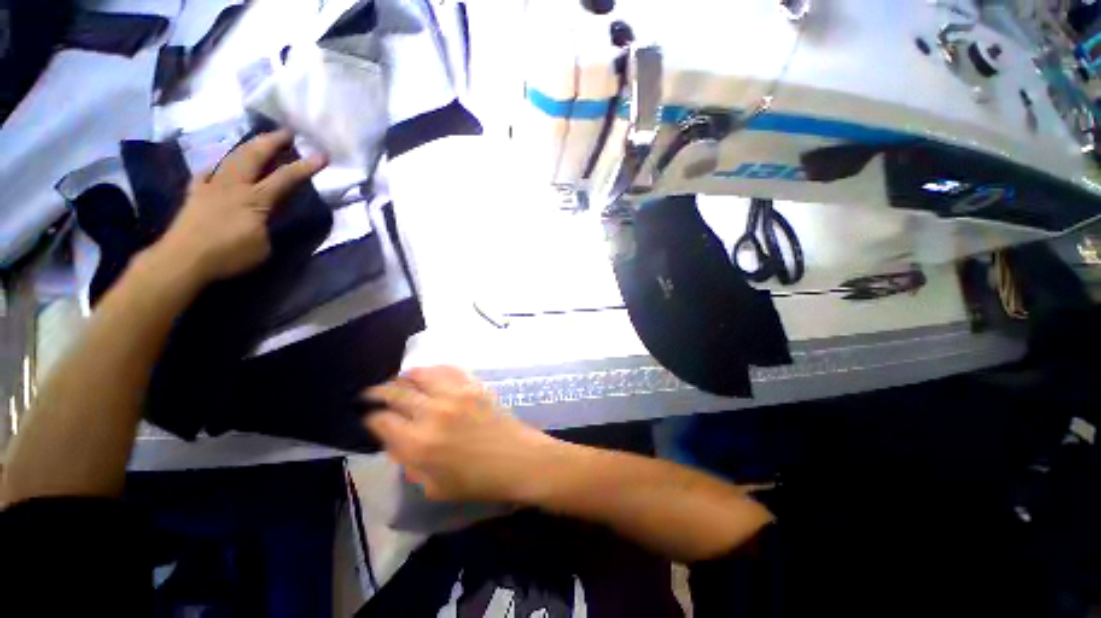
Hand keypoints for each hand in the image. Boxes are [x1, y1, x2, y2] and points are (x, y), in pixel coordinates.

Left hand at [155, 130, 326, 283]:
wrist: (182, 259)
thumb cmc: (228, 255)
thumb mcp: (263, 246)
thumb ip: (268, 226)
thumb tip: (266, 217)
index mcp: (255, 200)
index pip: (285, 178)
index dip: (305, 166)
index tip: (322, 155)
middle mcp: (233, 185)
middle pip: (253, 156)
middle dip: (272, 141)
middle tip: (286, 132)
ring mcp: (211, 186)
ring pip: (231, 158)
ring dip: (247, 147)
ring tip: (257, 141)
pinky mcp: (195, 193)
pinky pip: (207, 172)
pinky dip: (216, 167)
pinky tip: (218, 167)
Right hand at [364, 366, 563, 502]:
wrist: (517, 459)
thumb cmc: (477, 481)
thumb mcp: (432, 487)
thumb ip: (408, 463)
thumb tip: (395, 440)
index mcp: (418, 444)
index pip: (381, 421)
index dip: (370, 418)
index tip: (368, 417)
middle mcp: (432, 413)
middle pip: (395, 393)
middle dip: (378, 393)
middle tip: (371, 394)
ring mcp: (454, 394)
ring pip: (419, 374)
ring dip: (403, 377)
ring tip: (398, 381)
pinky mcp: (472, 384)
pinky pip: (447, 369)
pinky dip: (432, 370)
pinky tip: (428, 375)